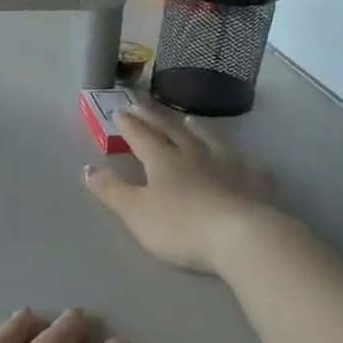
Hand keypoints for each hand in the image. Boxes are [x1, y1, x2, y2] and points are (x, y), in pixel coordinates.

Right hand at [83, 106, 276, 274]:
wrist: (240, 237)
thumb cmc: (180, 226)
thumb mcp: (136, 212)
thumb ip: (112, 191)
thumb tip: (87, 169)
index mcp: (164, 161)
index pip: (142, 137)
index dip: (129, 125)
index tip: (119, 110)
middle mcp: (195, 156)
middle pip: (173, 132)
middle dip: (156, 119)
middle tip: (144, 105)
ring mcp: (229, 167)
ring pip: (210, 141)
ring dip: (197, 129)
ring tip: (190, 119)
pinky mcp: (255, 185)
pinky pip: (247, 167)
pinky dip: (241, 160)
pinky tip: (244, 161)